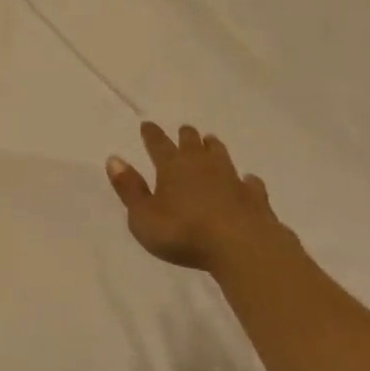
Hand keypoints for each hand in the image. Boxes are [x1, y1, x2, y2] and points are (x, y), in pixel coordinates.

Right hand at [106, 121, 297, 271]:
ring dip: (214, 148)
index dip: (151, 135)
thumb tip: (114, 159)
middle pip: (192, 144)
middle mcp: (202, 166)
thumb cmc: (183, 232)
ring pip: (221, 155)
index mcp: (172, 167)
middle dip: (186, 136)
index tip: (147, 124)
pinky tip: (248, 179)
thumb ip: (129, 189)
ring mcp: (232, 179)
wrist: (241, 246)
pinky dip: (247, 179)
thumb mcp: (143, 216)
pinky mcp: (255, 198)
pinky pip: (250, 182)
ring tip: (211, 141)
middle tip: (185, 130)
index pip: (158, 144)